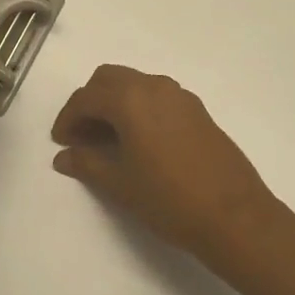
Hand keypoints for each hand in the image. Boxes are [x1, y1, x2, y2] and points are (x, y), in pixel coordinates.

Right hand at [50, 65, 278, 263]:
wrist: (234, 215)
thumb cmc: (169, 199)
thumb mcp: (120, 184)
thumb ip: (87, 163)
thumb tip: (64, 156)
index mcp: (131, 98)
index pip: (87, 97)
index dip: (68, 118)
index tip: (61, 143)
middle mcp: (155, 86)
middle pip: (110, 79)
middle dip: (90, 102)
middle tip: (81, 137)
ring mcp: (180, 96)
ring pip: (136, 84)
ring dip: (115, 103)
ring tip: (108, 141)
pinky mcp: (198, 110)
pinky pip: (157, 96)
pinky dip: (139, 108)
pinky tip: (138, 142)